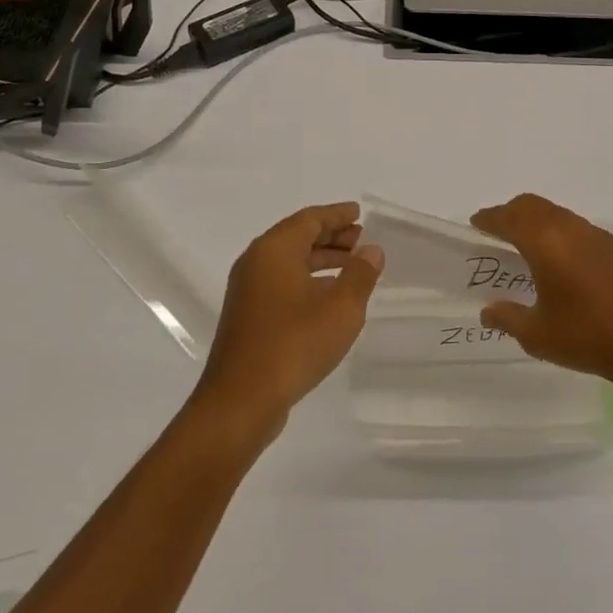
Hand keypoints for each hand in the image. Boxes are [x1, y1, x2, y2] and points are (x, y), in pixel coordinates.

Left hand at [194, 202, 383, 437]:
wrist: (242, 399)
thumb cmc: (294, 344)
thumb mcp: (341, 308)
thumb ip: (360, 274)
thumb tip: (371, 250)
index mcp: (274, 250)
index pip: (310, 219)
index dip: (337, 215)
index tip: (359, 213)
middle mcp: (256, 262)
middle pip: (297, 237)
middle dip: (331, 237)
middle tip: (361, 239)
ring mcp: (248, 291)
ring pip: (289, 262)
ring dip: (321, 260)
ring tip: (352, 266)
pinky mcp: (247, 316)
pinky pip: (282, 283)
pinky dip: (308, 280)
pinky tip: (328, 298)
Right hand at [471, 193, 612, 393]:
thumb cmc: (586, 337)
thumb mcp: (537, 334)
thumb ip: (508, 317)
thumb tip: (488, 310)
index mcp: (545, 242)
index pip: (509, 217)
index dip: (490, 218)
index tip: (476, 223)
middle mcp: (571, 229)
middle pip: (533, 206)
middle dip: (511, 213)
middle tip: (497, 231)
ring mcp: (598, 236)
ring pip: (558, 214)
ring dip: (538, 222)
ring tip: (527, 247)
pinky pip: (579, 228)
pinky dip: (561, 233)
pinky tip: (562, 262)